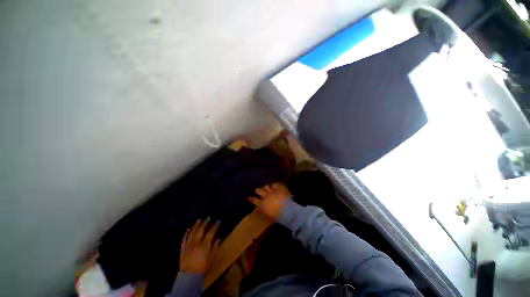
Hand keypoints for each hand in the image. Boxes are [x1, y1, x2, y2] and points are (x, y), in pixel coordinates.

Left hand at [179, 218, 220, 273]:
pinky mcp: (183, 249)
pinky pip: (184, 239)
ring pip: (192, 233)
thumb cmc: (203, 268)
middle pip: (201, 230)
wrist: (189, 277)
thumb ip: (216, 248)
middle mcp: (196, 243)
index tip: (218, 221)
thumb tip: (218, 238)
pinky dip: (186, 234)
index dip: (215, 226)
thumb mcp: (213, 259)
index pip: (211, 232)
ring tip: (199, 220)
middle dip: (205, 223)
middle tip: (208, 217)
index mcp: (205, 245)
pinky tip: (188, 229)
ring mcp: (188, 245)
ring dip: (196, 226)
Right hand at [248, 183, 290, 220]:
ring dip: (265, 187)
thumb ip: (264, 209)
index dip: (251, 198)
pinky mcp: (278, 188)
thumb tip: (262, 207)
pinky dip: (274, 185)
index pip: (254, 200)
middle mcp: (265, 196)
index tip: (249, 197)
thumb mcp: (269, 215)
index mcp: (262, 204)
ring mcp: (272, 191)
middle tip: (257, 190)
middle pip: (259, 190)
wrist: (287, 210)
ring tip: (265, 187)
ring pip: (266, 186)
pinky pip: (274, 184)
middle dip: (257, 190)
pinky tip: (274, 185)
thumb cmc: (278, 217)